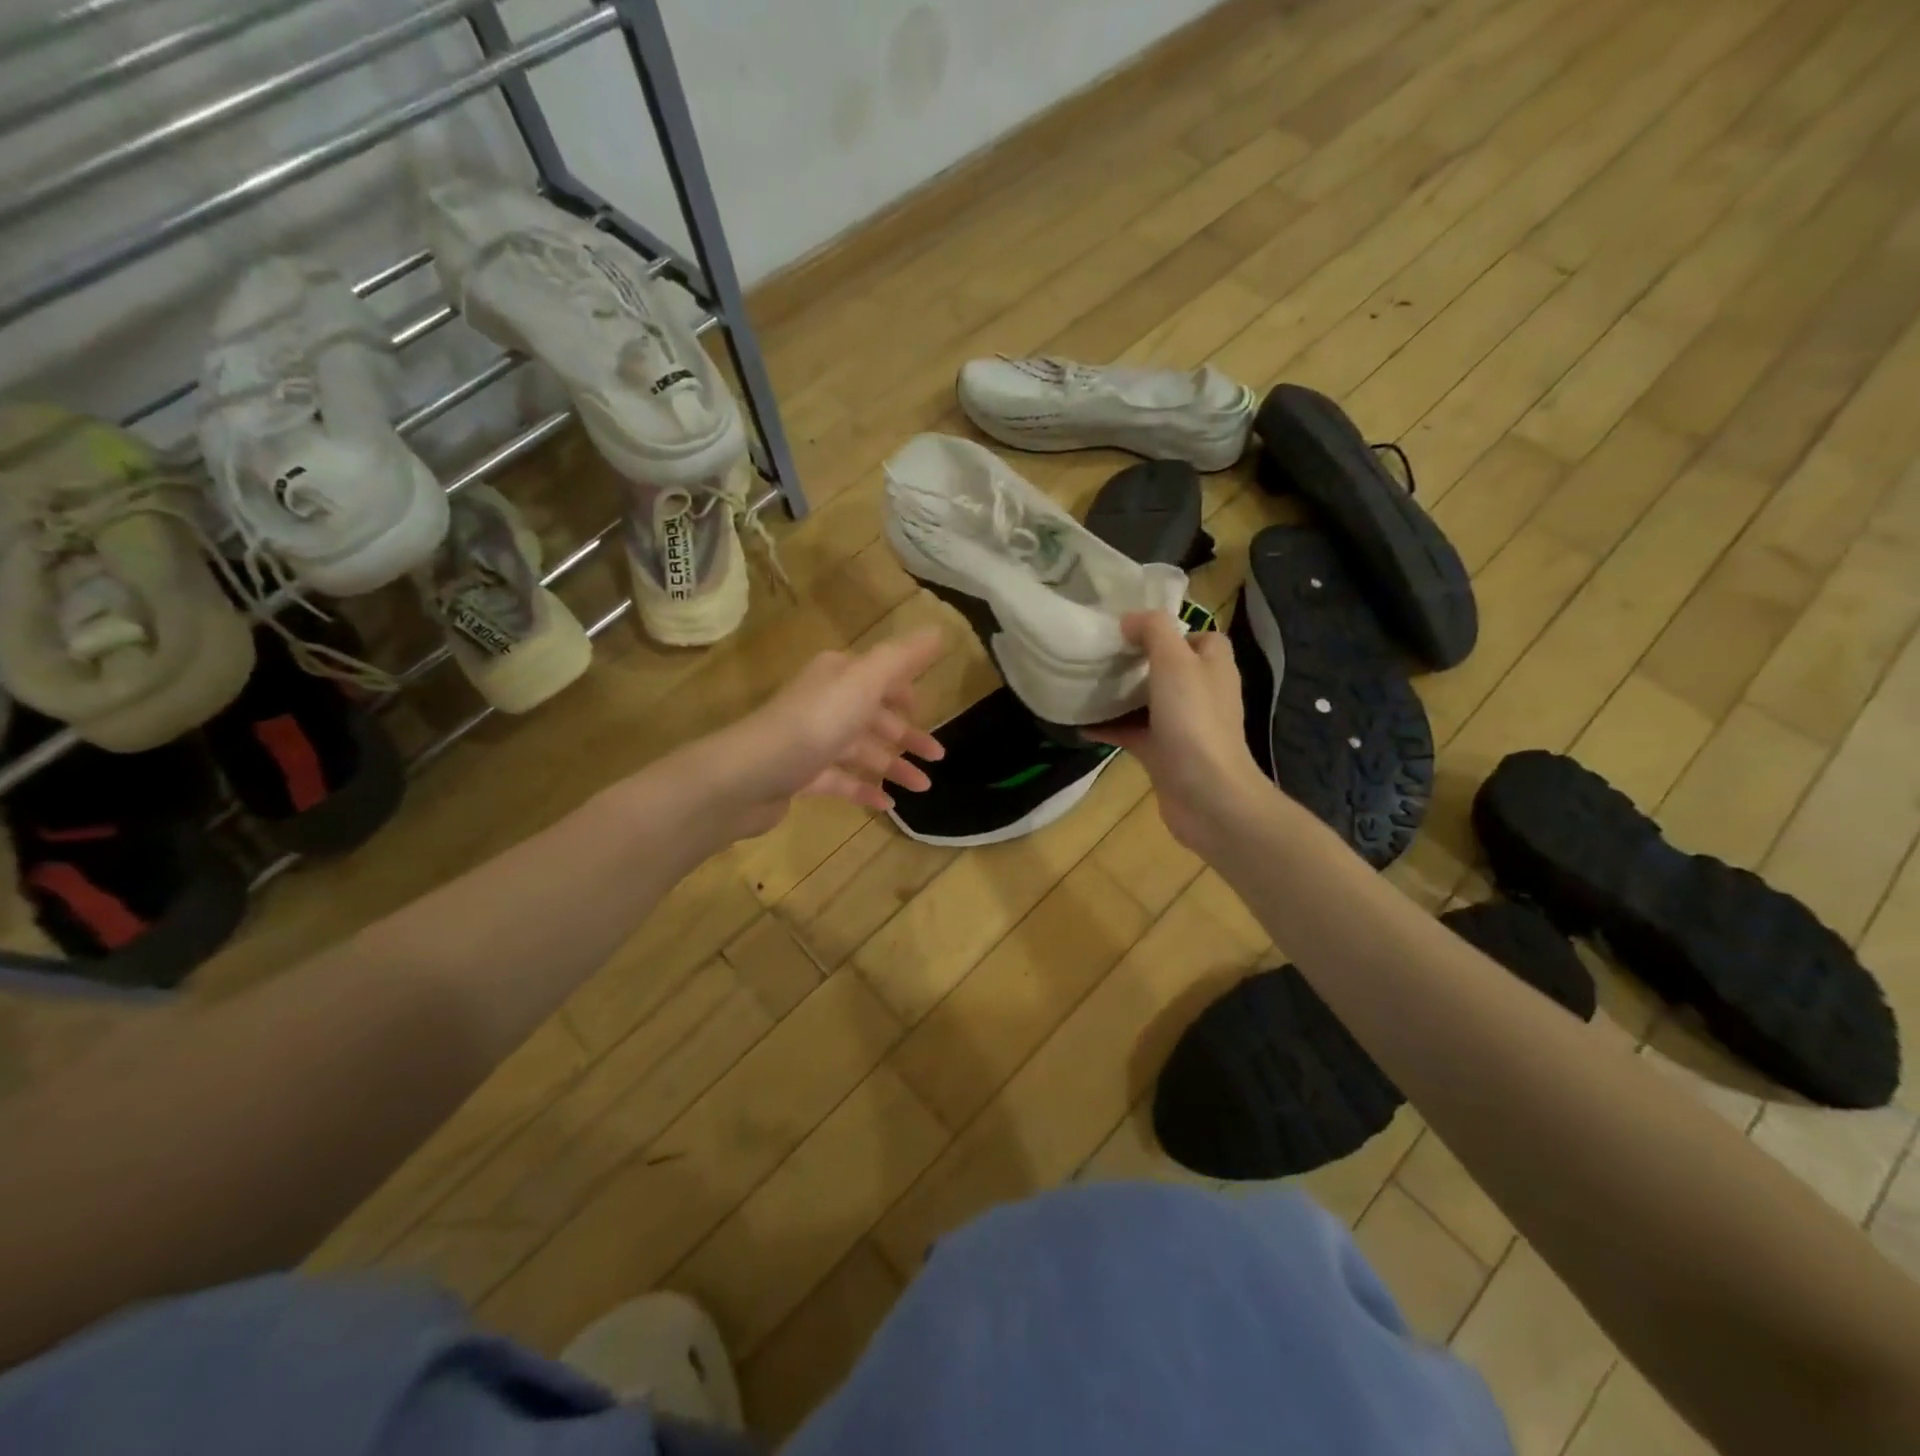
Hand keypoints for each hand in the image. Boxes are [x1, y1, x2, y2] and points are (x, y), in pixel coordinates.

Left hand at [693, 628, 946, 841]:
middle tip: (938, 756)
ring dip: (893, 766)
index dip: (903, 690)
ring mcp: (811, 741)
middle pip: (873, 715)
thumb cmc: (815, 722)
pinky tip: (888, 805)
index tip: (926, 708)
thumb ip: (903, 657)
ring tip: (924, 787)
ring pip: (861, 750)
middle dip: (906, 734)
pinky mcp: (801, 775)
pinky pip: (841, 781)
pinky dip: (865, 789)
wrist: (749, 775)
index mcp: (838, 675)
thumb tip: (938, 629)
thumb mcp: (866, 681)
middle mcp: (824, 702)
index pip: (878, 676)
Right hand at [1086, 611, 1272, 853]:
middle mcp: (1202, 693)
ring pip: (1148, 701)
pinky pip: (1132, 733)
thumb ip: (1153, 631)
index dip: (1171, 630)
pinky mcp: (1163, 754)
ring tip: (1085, 683)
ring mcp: (1183, 726)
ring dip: (1120, 695)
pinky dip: (1109, 728)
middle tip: (1102, 654)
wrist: (1206, 794)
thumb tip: (1130, 620)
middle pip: (1169, 668)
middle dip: (1137, 661)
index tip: (1135, 630)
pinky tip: (1080, 725)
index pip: (1200, 637)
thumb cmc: (1194, 721)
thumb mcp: (1175, 661)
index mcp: (1213, 666)